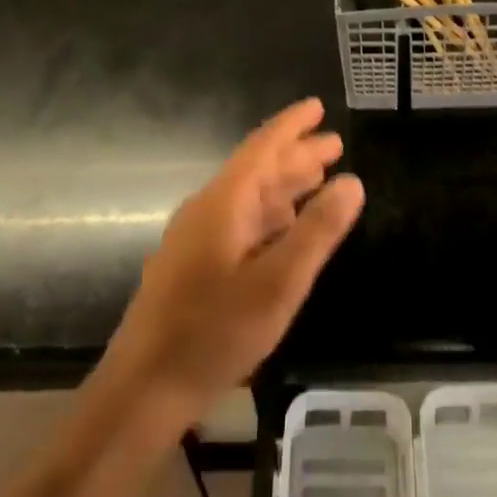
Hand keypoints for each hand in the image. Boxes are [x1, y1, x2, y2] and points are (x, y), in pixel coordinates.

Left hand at [102, 98, 364, 429]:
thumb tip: (353, 181)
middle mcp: (208, 209)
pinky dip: (271, 215)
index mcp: (224, 202)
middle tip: (335, 145)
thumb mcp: (278, 284)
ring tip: (320, 176)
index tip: (318, 106)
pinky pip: (241, 222)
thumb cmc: (213, 333)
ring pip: (250, 197)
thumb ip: (317, 231)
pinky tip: (287, 226)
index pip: (263, 147)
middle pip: (258, 170)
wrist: (142, 390)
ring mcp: (197, 238)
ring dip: (285, 184)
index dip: (292, 125)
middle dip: (297, 155)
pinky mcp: (194, 265)